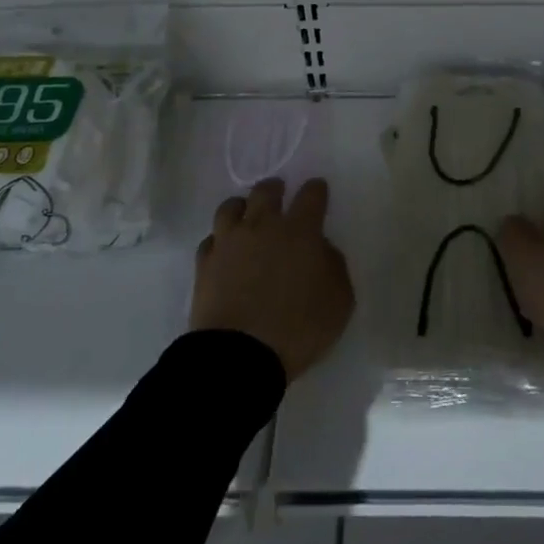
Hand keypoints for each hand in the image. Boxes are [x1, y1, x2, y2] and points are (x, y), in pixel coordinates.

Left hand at [191, 178, 354, 381]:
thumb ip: (334, 266)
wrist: (239, 355)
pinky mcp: (204, 263)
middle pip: (266, 191)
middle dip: (275, 188)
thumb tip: (321, 249)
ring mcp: (229, 242)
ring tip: (246, 214)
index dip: (316, 189)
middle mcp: (263, 226)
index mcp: (300, 231)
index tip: (318, 189)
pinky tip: (224, 250)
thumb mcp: (339, 300)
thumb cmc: (298, 328)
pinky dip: (220, 240)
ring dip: (242, 206)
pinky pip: (211, 240)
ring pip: (231, 207)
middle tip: (279, 193)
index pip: (311, 195)